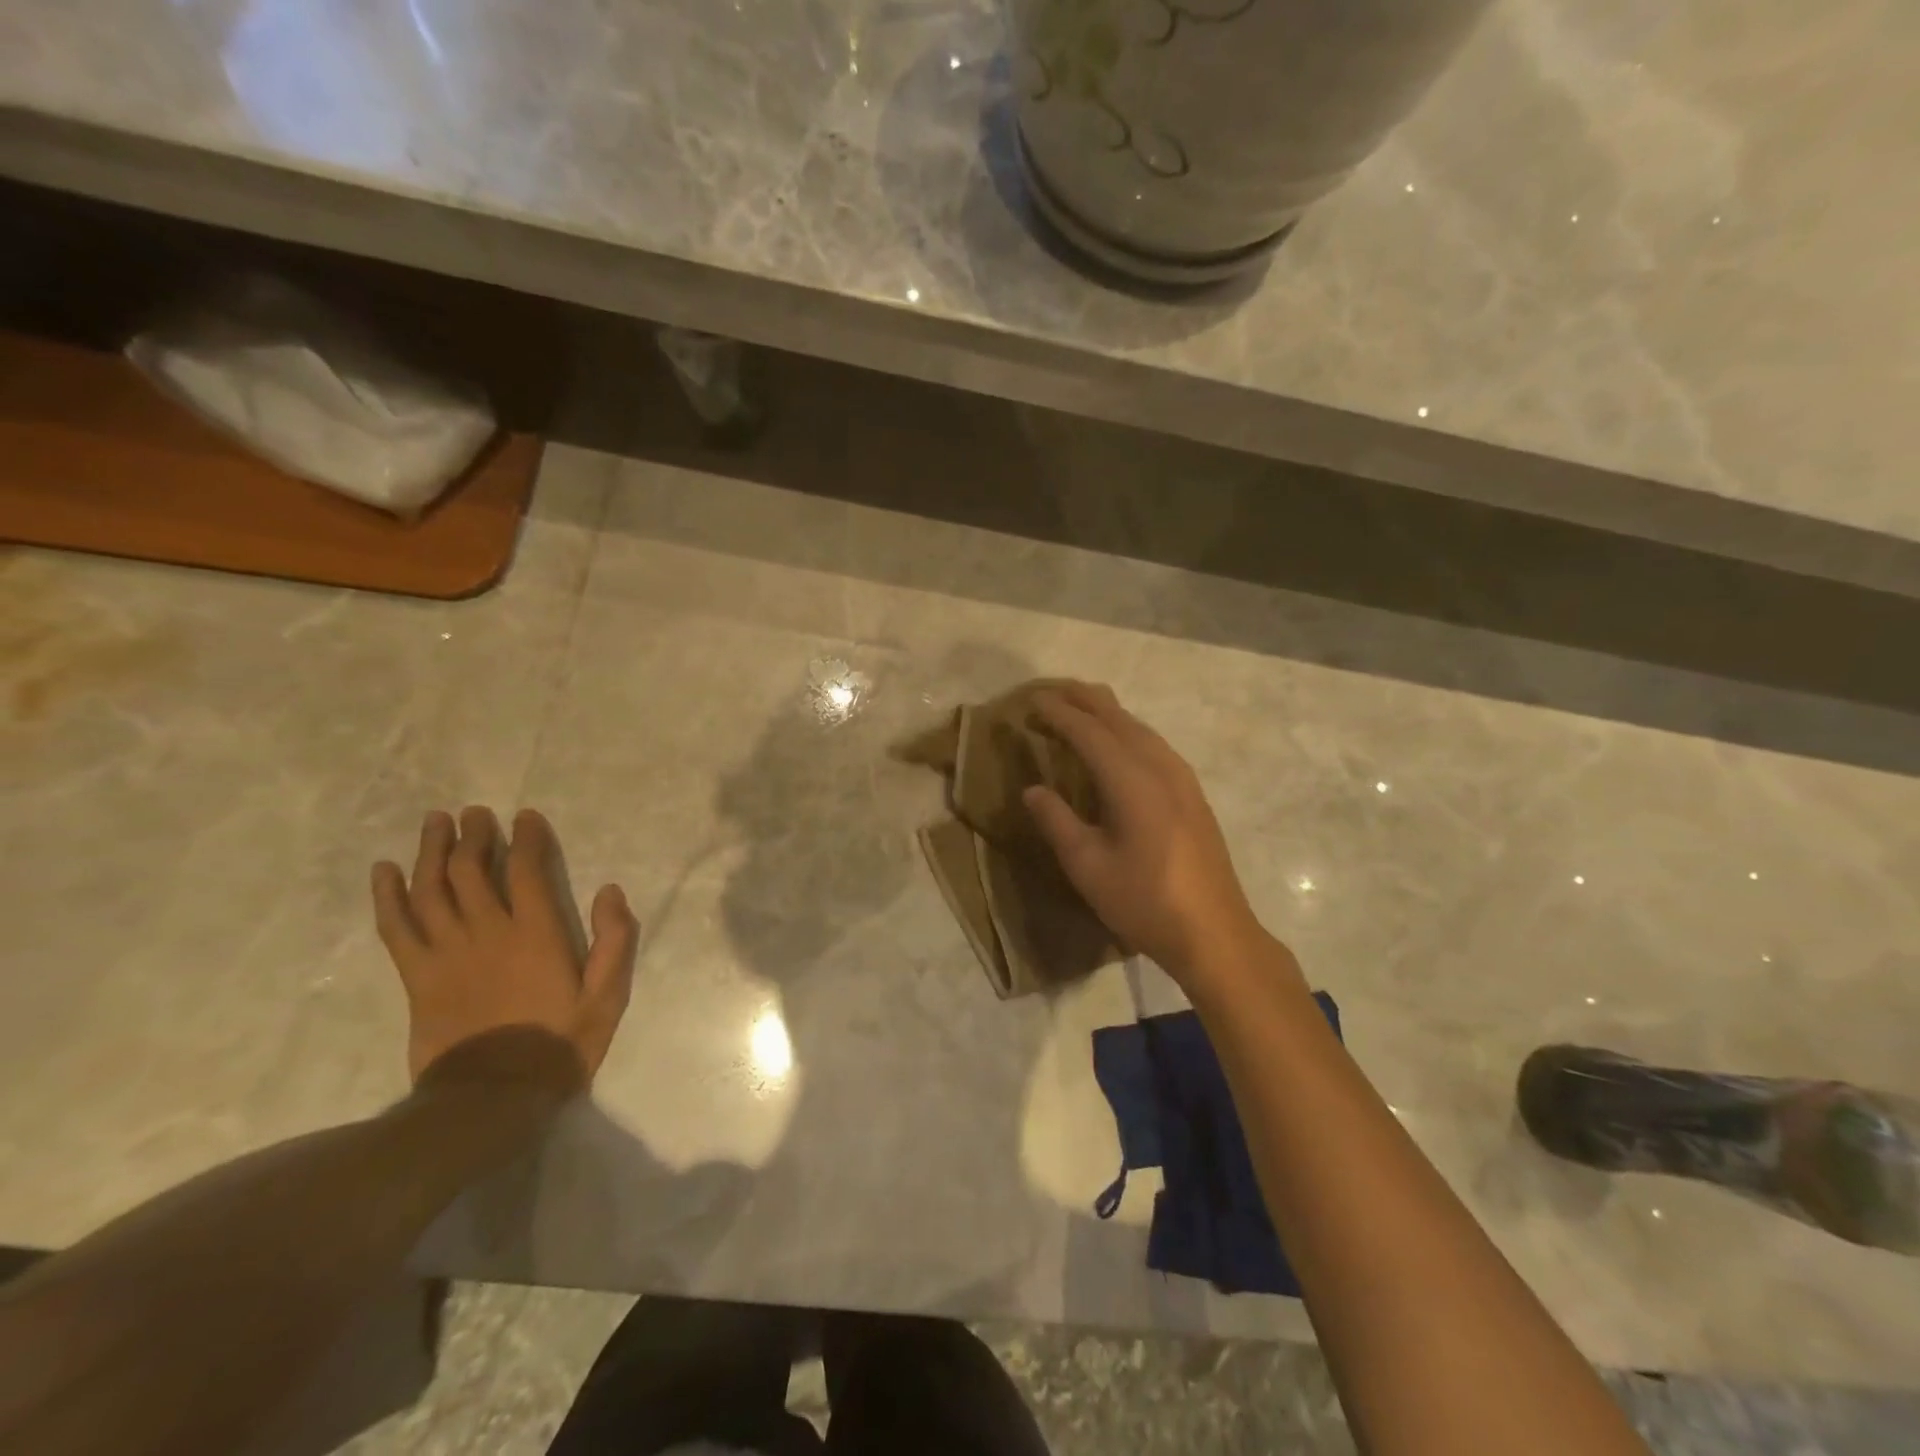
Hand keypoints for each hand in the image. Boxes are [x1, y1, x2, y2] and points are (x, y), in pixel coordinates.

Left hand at [372, 808, 638, 1087]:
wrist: (490, 1099)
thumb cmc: (558, 1045)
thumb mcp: (606, 997)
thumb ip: (613, 941)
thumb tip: (610, 891)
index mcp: (535, 934)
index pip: (525, 870)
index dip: (526, 838)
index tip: (526, 816)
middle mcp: (487, 932)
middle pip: (471, 870)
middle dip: (474, 835)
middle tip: (475, 813)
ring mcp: (446, 954)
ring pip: (431, 889)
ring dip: (433, 851)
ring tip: (436, 822)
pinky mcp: (416, 977)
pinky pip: (396, 927)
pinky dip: (388, 896)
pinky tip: (386, 871)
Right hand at [1023, 683, 1273, 984]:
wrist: (1214, 933)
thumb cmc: (1144, 902)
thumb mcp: (1088, 866)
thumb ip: (1057, 821)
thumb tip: (1032, 789)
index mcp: (1132, 781)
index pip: (1089, 732)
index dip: (1059, 713)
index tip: (1032, 701)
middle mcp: (1160, 768)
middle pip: (1119, 719)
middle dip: (1085, 700)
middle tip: (1053, 690)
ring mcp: (1183, 779)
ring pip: (1141, 729)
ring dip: (1109, 713)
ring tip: (1082, 706)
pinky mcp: (1193, 794)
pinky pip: (1155, 744)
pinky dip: (1129, 731)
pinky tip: (1121, 743)